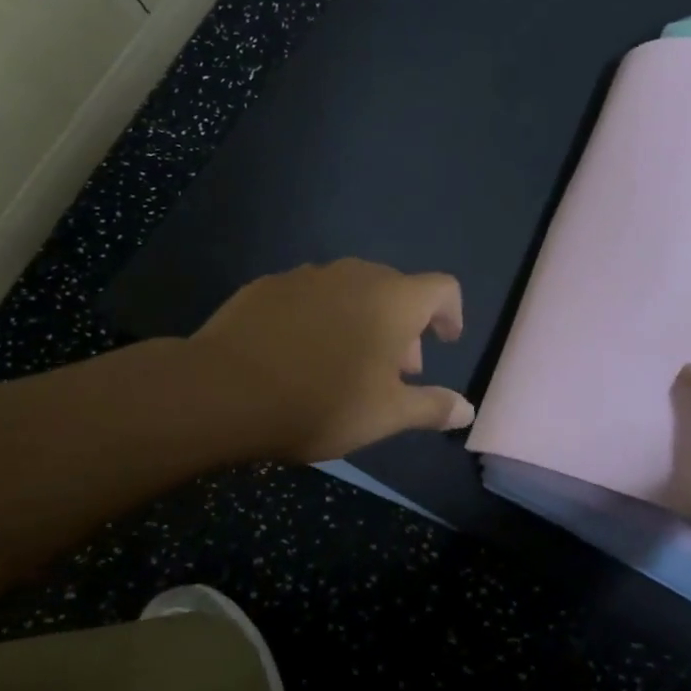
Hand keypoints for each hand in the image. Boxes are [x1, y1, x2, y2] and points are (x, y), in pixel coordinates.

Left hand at [189, 258, 473, 463]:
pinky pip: (311, 295)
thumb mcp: (385, 415)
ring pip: (352, 290)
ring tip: (345, 363)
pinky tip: (299, 353)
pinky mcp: (269, 285)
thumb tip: (467, 409)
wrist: (224, 390)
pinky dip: (320, 316)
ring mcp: (309, 275)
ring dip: (362, 319)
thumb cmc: (322, 401)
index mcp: (394, 300)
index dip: (450, 313)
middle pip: (396, 289)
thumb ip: (431, 407)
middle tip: (393, 370)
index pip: (442, 288)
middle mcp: (357, 275)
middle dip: (404, 325)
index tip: (444, 342)